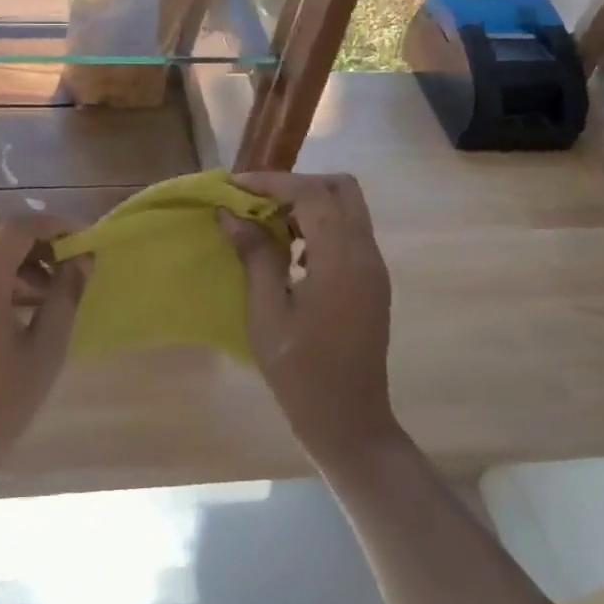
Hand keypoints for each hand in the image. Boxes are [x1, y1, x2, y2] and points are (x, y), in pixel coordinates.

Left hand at [0, 215, 89, 494]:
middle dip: (31, 234)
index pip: (17, 225)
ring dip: (11, 254)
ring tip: (44, 290)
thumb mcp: (45, 352)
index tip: (81, 239)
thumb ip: (66, 296)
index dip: (53, 224)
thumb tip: (84, 258)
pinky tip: (13, 307)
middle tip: (62, 260)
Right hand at [220, 173, 399, 464]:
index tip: (234, 186)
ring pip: (347, 209)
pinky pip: (349, 234)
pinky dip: (319, 227)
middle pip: (341, 189)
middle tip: (256, 200)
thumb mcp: (267, 313)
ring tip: (266, 225)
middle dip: (296, 185)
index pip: (312, 193)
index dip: (272, 182)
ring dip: (308, 204)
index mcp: (342, 259)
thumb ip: (254, 256)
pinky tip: (291, 254)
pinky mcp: (372, 283)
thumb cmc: (300, 371)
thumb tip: (230, 214)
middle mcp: (366, 254)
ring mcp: (373, 268)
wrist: (348, 421)